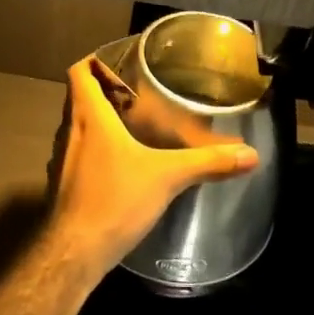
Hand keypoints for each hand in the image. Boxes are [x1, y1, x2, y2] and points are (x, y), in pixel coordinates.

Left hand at [44, 55, 259, 281]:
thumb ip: (208, 163)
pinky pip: (78, 153)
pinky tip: (121, 162)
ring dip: (99, 120)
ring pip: (77, 126)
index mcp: (89, 117)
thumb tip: (250, 154)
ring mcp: (62, 159)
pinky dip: (96, 148)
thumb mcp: (167, 177)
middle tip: (138, 91)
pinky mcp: (64, 185)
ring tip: (132, 122)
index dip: (94, 60)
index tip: (120, 61)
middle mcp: (69, 131)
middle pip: (79, 97)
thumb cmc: (114, 200)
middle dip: (104, 90)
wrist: (74, 253)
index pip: (79, 72)